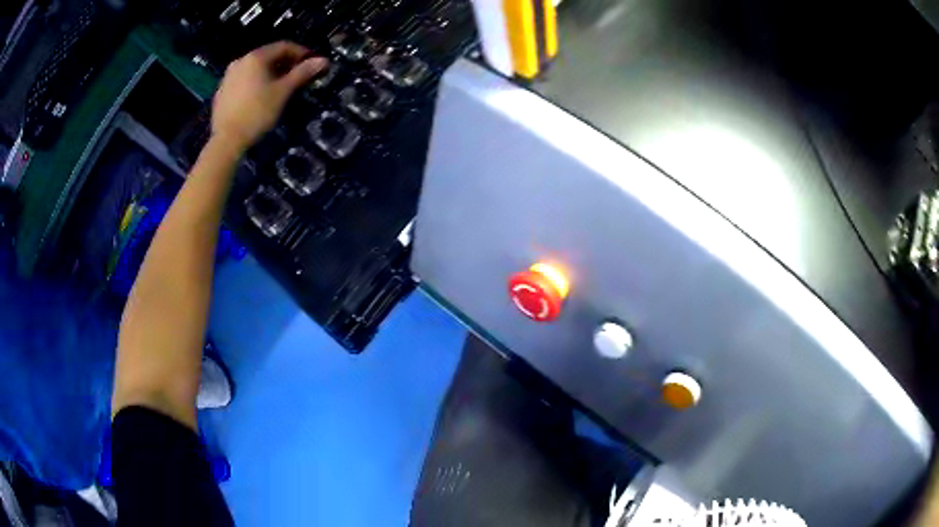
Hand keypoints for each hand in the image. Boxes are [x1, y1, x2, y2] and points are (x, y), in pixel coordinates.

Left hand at [212, 42, 326, 150]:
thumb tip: (323, 60)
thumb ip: (302, 73)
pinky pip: (243, 80)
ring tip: (280, 86)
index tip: (312, 63)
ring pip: (254, 68)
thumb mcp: (283, 92)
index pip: (283, 46)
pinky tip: (261, 96)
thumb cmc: (257, 112)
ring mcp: (228, 76)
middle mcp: (240, 61)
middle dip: (285, 63)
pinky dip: (255, 82)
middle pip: (268, 56)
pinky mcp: (222, 91)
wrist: (227, 140)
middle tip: (298, 75)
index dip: (301, 52)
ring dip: (270, 72)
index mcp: (256, 57)